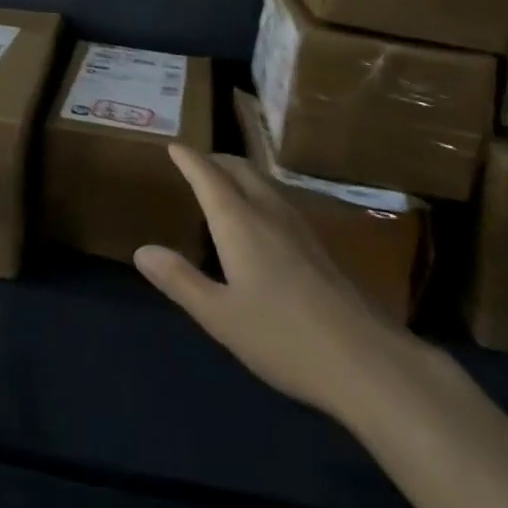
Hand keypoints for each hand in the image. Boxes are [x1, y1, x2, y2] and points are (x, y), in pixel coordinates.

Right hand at [135, 144, 413, 416]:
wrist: (366, 361)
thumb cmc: (283, 337)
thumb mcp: (220, 316)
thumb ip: (180, 280)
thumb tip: (142, 250)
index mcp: (239, 222)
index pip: (208, 176)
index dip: (189, 159)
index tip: (173, 146)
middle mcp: (268, 212)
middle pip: (239, 169)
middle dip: (215, 160)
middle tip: (195, 163)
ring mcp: (299, 227)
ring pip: (263, 182)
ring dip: (238, 174)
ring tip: (223, 184)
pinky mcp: (319, 247)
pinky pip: (278, 200)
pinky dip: (257, 192)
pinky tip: (260, 220)